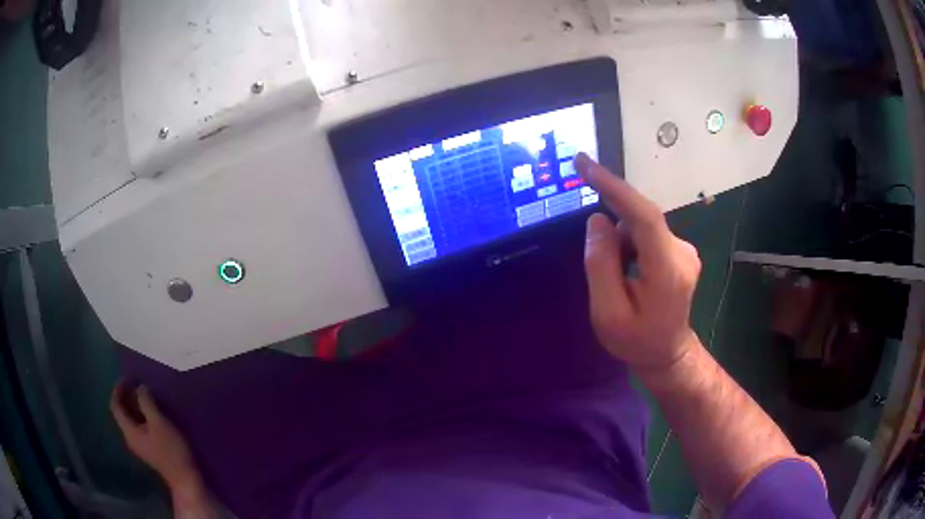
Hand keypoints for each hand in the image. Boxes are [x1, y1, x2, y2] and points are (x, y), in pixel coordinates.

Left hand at [109, 381, 200, 489]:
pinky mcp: (149, 449)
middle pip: (122, 412)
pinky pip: (139, 427)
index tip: (128, 377)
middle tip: (138, 384)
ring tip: (147, 395)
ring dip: (135, 405)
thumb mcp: (159, 423)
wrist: (185, 479)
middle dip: (127, 396)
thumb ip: (147, 403)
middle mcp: (130, 438)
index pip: (115, 406)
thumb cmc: (171, 451)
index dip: (118, 389)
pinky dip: (142, 415)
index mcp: (129, 431)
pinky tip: (153, 413)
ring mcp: (140, 445)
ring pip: (131, 420)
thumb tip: (140, 388)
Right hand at [576, 154, 700, 372]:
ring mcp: (685, 249)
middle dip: (613, 236)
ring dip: (621, 245)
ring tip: (621, 283)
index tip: (583, 164)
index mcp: (667, 269)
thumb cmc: (637, 340)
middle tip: (605, 273)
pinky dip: (630, 246)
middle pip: (638, 221)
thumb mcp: (607, 313)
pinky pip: (647, 234)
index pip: (643, 215)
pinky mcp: (681, 250)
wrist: (668, 353)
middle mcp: (682, 251)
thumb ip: (600, 264)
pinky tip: (630, 275)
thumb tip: (597, 221)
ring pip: (640, 227)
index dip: (613, 187)